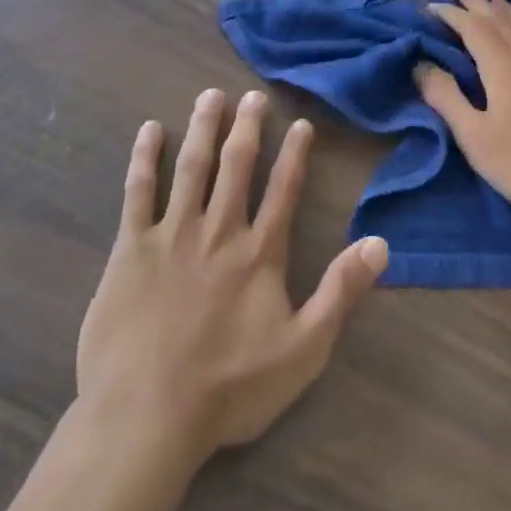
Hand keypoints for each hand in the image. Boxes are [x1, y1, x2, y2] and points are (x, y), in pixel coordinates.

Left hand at [75, 88, 386, 467]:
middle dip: (247, 128)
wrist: (147, 415)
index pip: (284, 189)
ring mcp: (172, 236)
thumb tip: (380, 244)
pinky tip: (149, 131)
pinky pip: (138, 192)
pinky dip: (144, 158)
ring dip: (202, 129)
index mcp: (260, 252)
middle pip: (237, 166)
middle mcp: (219, 231)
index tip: (300, 123)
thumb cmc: (231, 387)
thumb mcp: (304, 349)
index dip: (295, 154)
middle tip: (252, 95)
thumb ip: (341, 292)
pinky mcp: (130, 250)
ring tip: (209, 96)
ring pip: (191, 168)